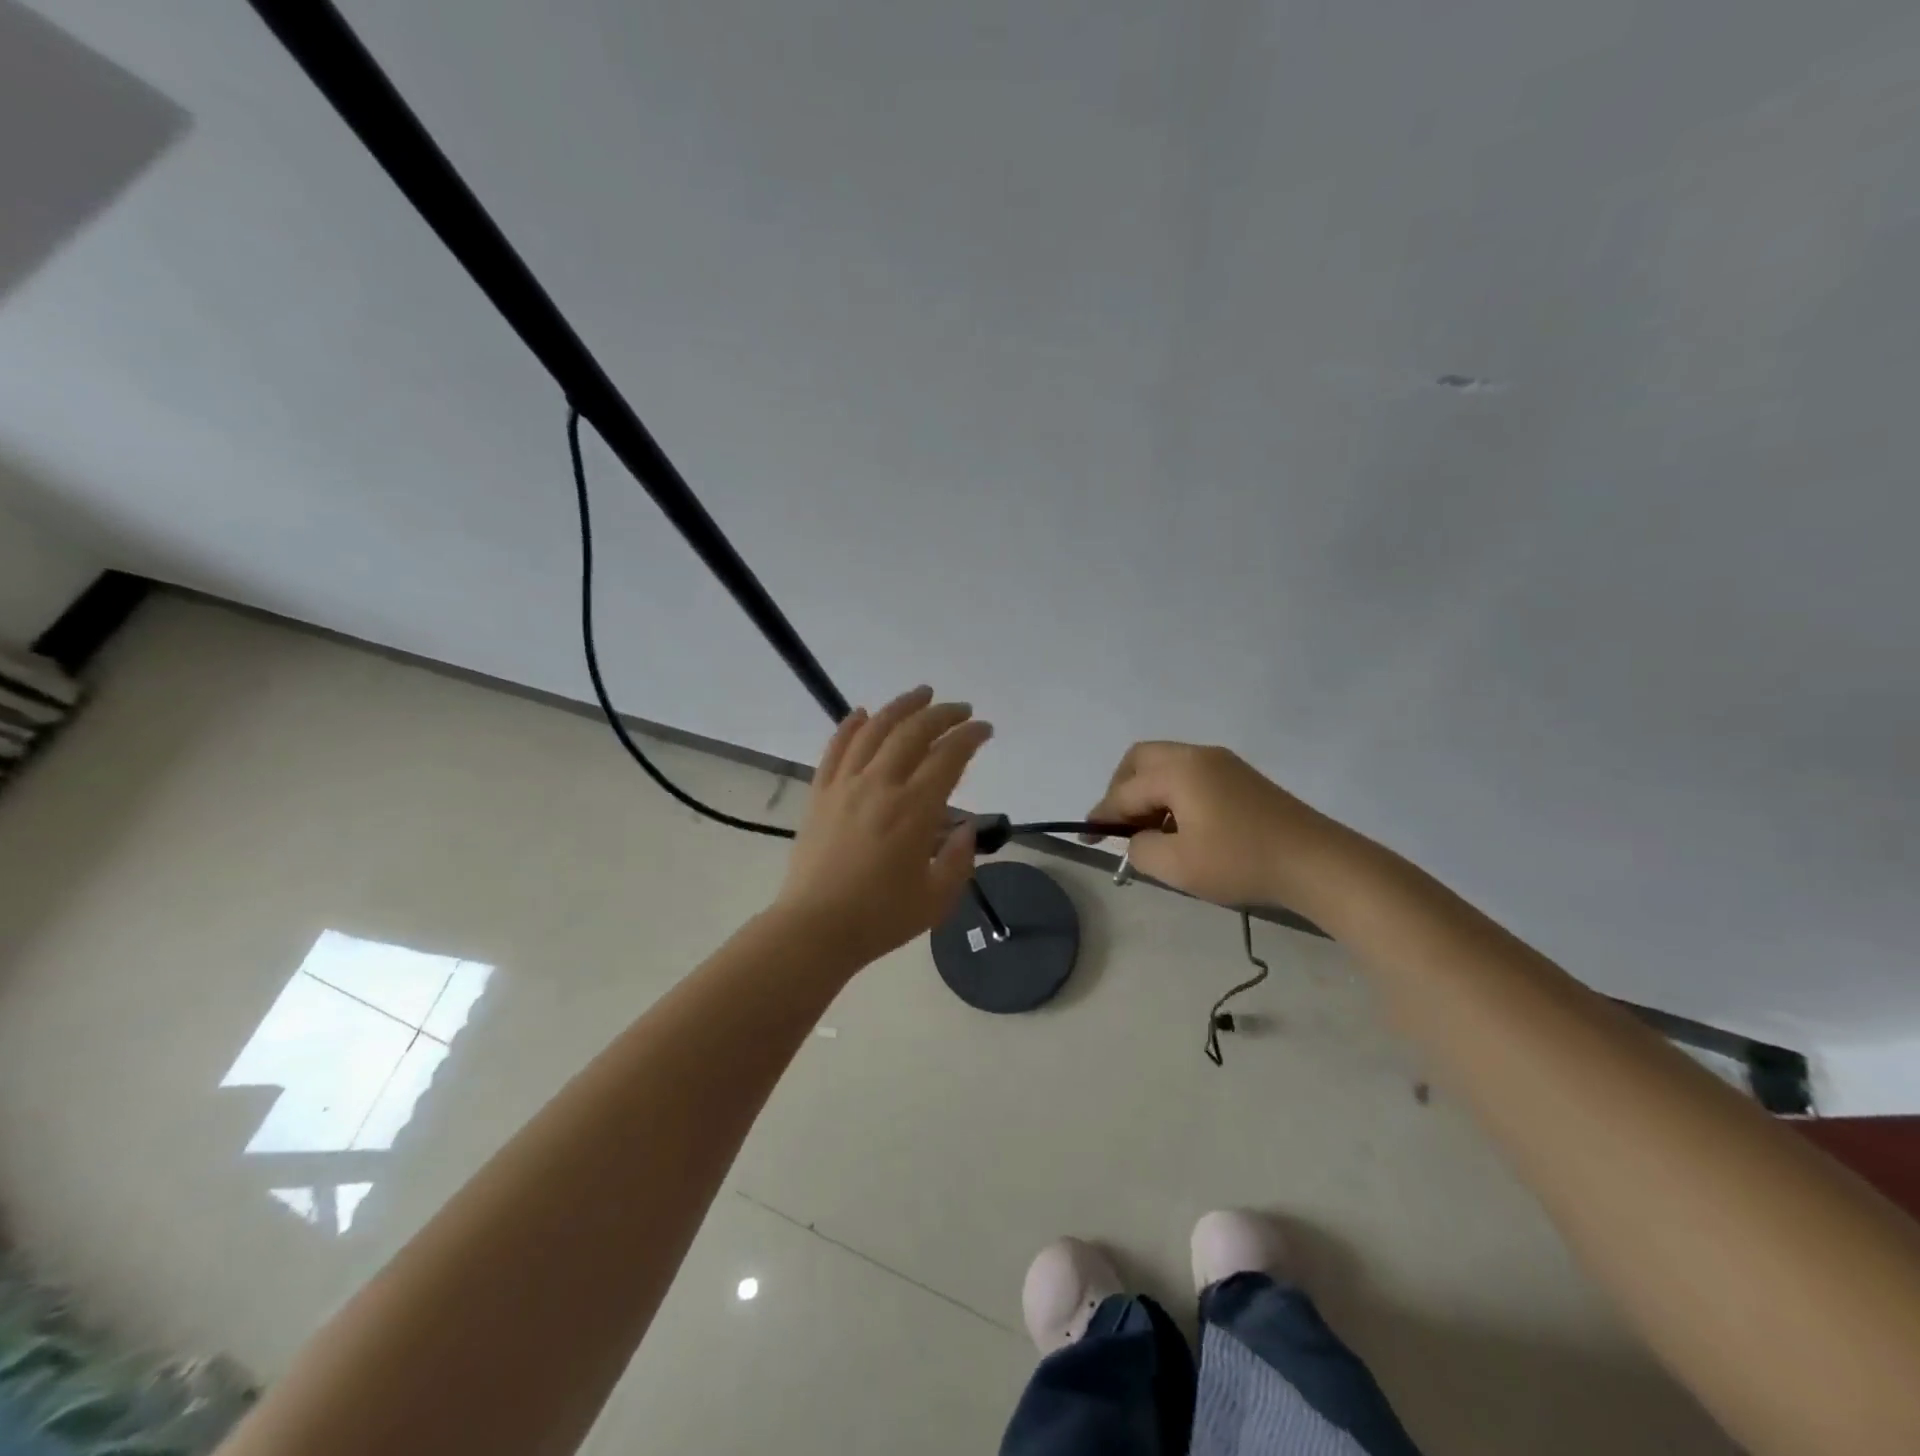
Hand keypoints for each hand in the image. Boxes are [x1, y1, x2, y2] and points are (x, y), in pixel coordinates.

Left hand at [774, 687, 992, 965]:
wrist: (815, 928)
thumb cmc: (880, 918)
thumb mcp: (937, 898)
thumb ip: (959, 858)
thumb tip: (966, 827)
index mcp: (914, 810)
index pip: (948, 756)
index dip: (970, 736)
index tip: (984, 729)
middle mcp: (880, 785)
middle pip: (914, 732)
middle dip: (942, 714)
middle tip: (961, 709)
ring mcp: (845, 785)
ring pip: (874, 729)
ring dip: (901, 707)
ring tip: (921, 694)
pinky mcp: (820, 793)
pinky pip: (836, 748)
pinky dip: (851, 725)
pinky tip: (863, 713)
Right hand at [1083, 742, 1327, 908]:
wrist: (1318, 863)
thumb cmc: (1241, 862)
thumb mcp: (1178, 865)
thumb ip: (1141, 848)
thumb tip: (1137, 838)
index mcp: (1178, 770)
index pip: (1125, 790)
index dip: (1102, 815)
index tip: (1087, 837)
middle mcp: (1198, 756)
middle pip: (1141, 759)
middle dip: (1121, 788)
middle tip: (1120, 824)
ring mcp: (1224, 764)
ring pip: (1168, 765)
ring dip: (1149, 792)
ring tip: (1151, 832)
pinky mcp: (1243, 779)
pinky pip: (1192, 775)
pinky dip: (1173, 794)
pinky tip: (1182, 828)